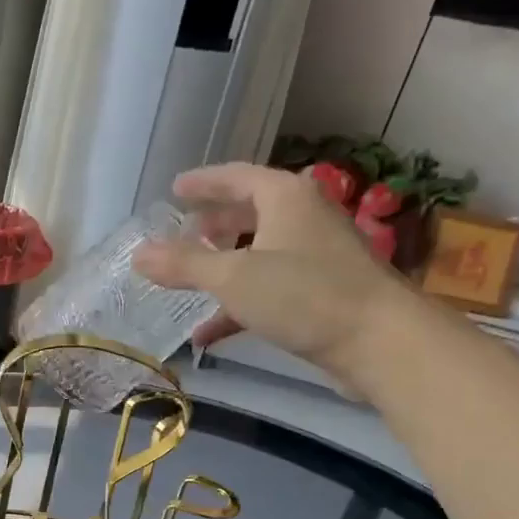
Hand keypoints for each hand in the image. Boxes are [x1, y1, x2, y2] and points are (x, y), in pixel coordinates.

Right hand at [133, 162, 410, 379]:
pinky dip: (239, 304)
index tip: (175, 189)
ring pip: (259, 253)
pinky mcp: (321, 294)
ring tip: (191, 278)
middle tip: (184, 231)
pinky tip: (208, 333)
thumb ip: (184, 264)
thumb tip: (138, 254)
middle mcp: (303, 218)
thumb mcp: (233, 277)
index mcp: (285, 198)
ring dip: (224, 266)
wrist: (380, 341)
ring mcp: (315, 257)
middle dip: (215, 223)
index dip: (203, 182)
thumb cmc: (304, 294)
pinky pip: (269, 290)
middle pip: (251, 212)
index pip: (237, 176)